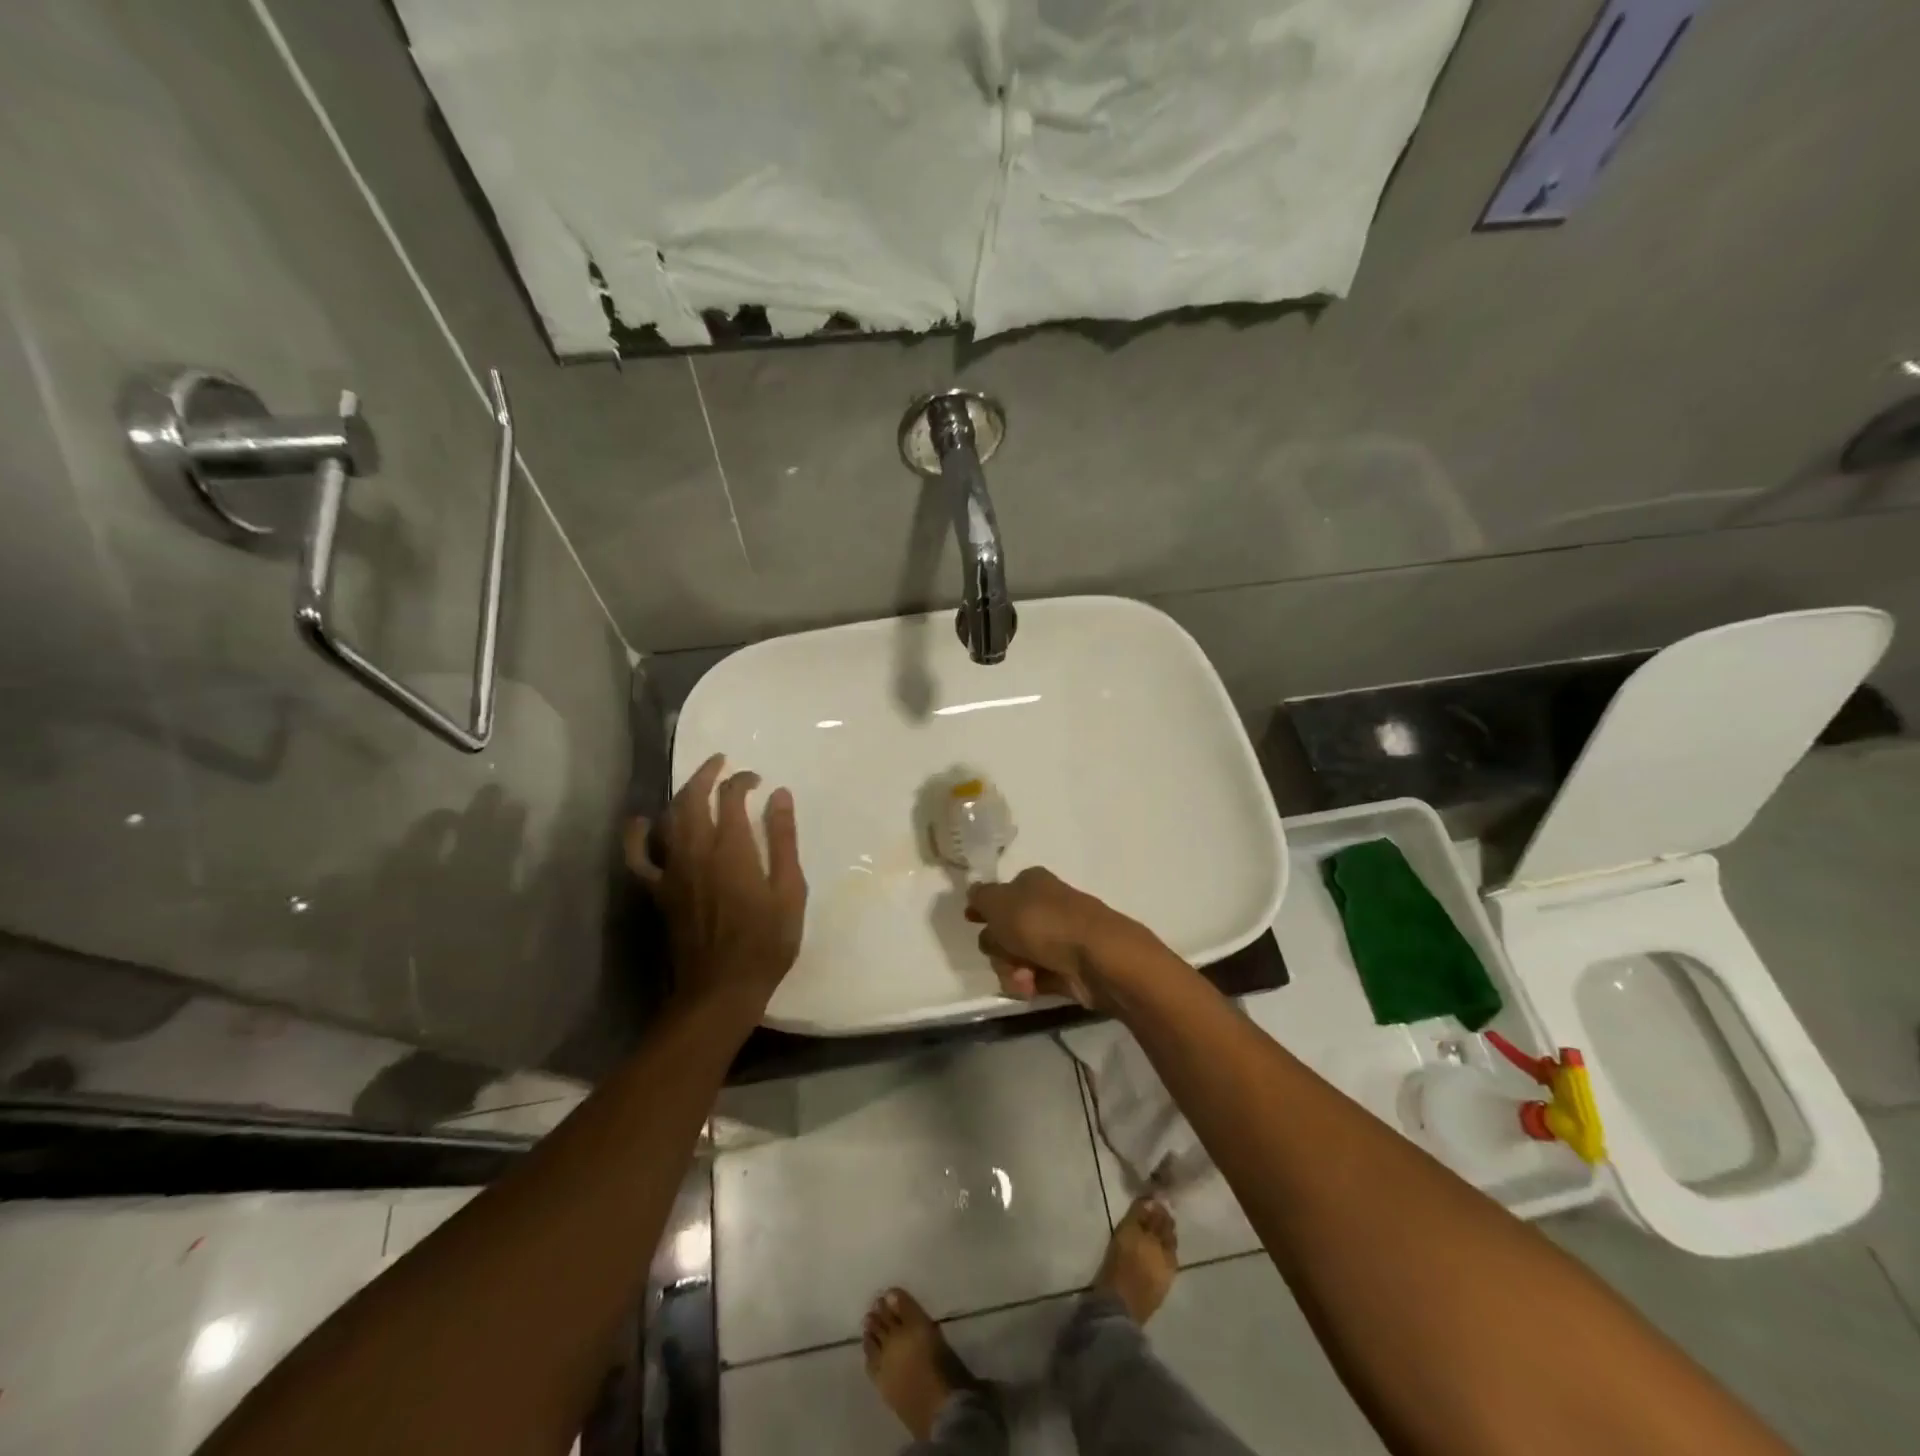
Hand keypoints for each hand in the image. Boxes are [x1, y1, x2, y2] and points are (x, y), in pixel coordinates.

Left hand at [626, 754, 806, 1025]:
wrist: (720, 991)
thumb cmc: (766, 943)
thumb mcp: (789, 892)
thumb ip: (784, 841)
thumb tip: (779, 795)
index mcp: (733, 850)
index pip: (731, 798)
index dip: (742, 781)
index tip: (758, 781)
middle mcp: (697, 852)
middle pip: (693, 799)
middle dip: (707, 775)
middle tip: (722, 764)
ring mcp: (672, 872)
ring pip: (669, 820)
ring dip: (681, 795)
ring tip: (696, 785)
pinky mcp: (658, 892)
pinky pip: (638, 858)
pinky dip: (636, 836)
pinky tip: (641, 822)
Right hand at [965, 867, 1139, 1009]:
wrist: (1096, 957)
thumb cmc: (1042, 922)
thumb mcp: (999, 902)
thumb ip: (980, 897)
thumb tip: (974, 894)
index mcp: (1031, 883)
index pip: (999, 894)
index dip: (983, 908)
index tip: (971, 921)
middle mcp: (1044, 907)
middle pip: (1003, 931)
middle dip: (997, 948)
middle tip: (1005, 953)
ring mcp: (1056, 939)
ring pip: (1015, 957)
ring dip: (1011, 970)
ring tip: (1024, 978)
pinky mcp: (1065, 968)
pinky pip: (1034, 978)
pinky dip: (1030, 984)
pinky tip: (1033, 989)